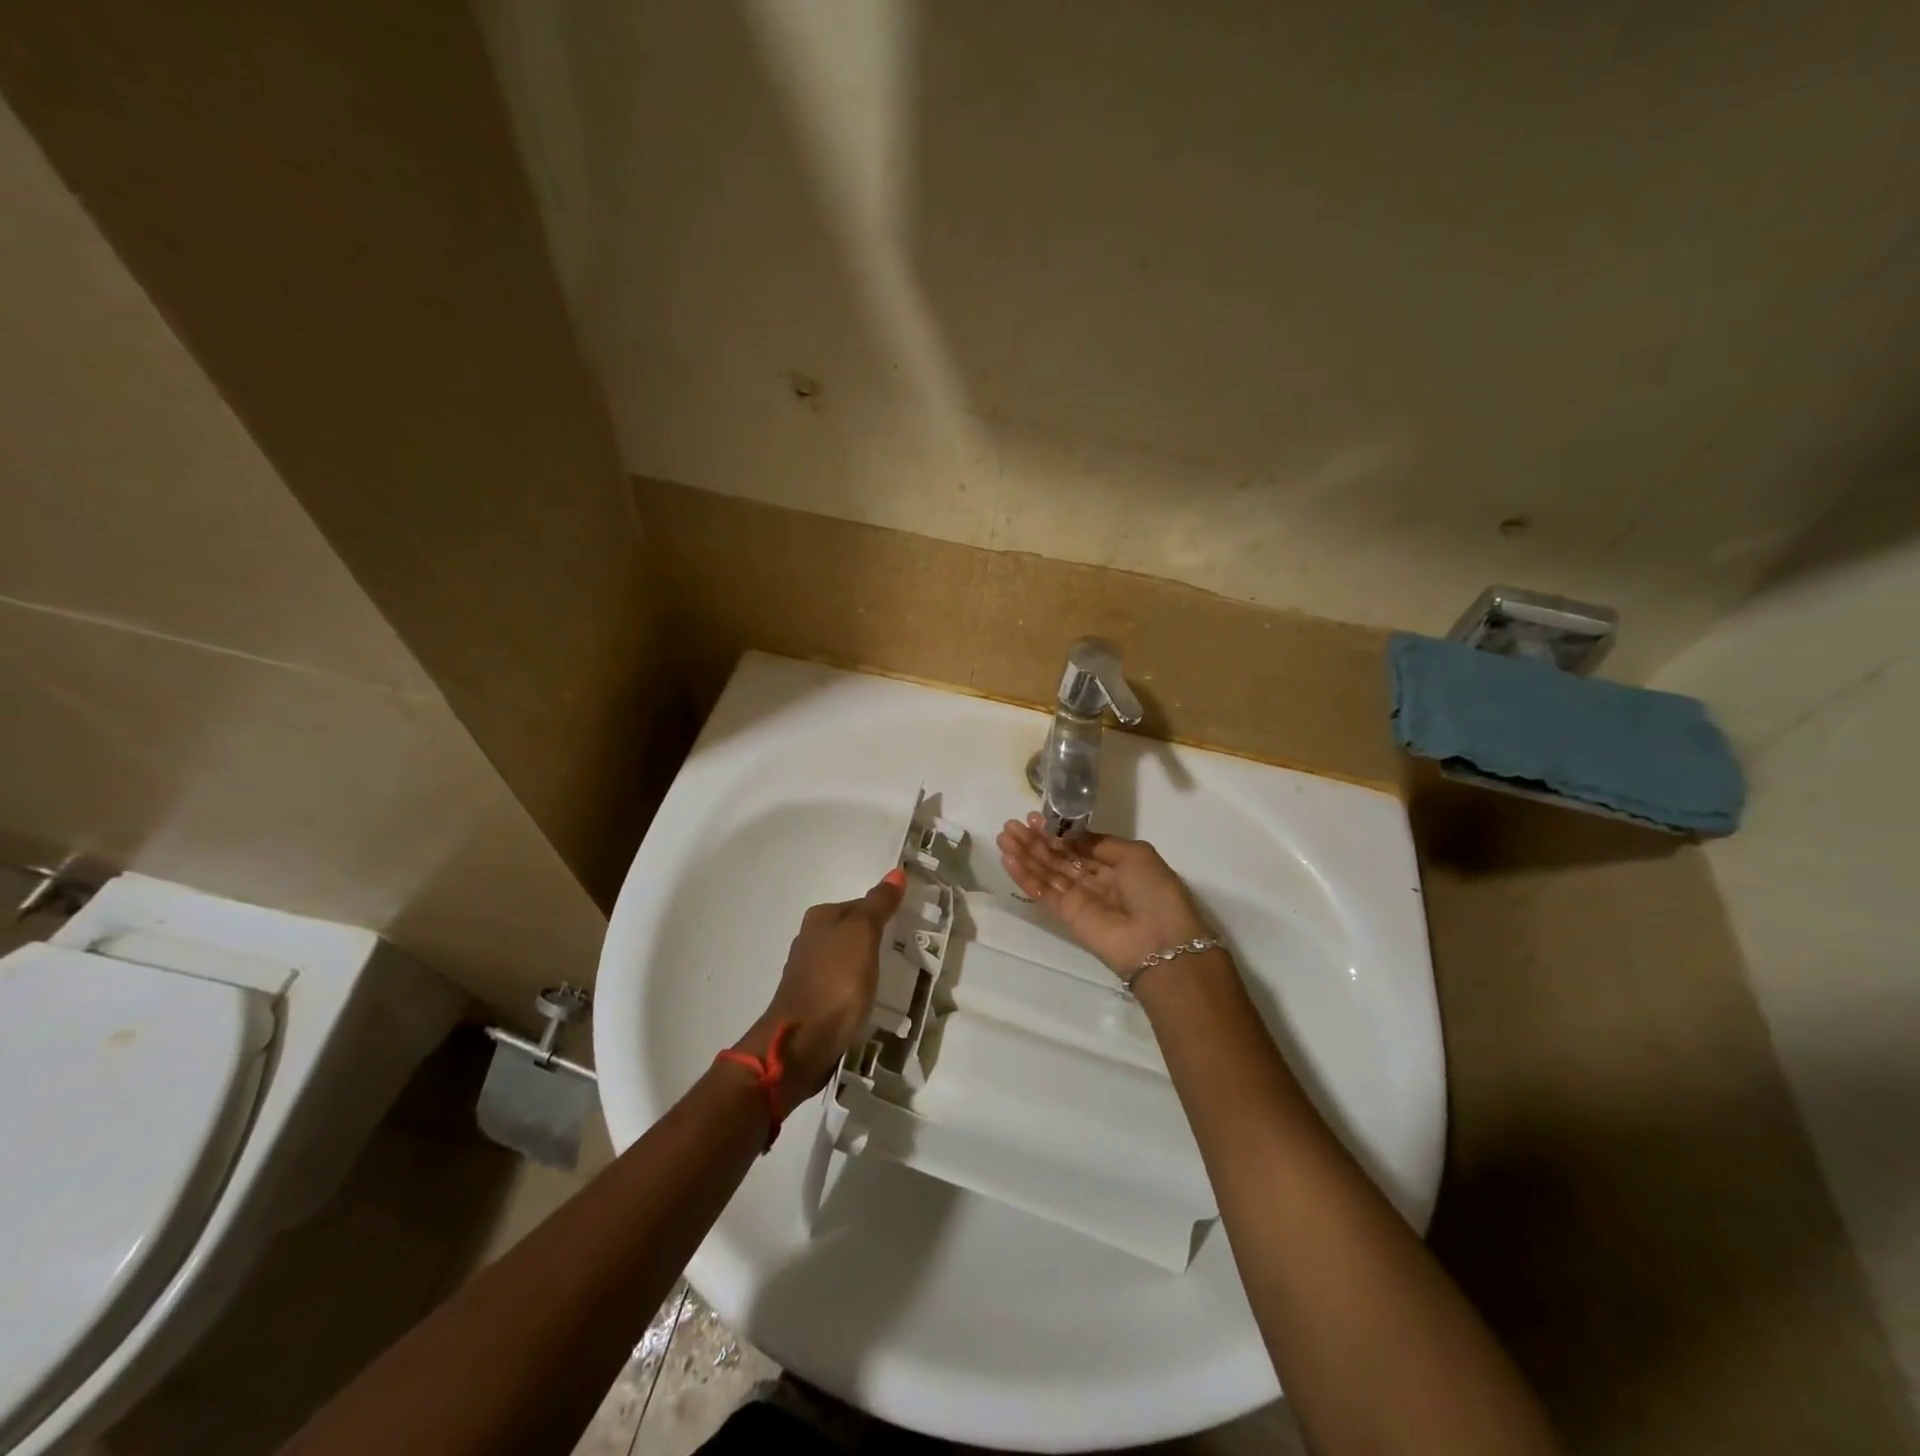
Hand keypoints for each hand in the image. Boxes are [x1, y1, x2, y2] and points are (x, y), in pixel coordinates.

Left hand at [735, 869, 906, 1099]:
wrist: (802, 1042)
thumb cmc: (836, 981)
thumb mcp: (863, 935)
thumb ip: (879, 905)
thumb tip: (896, 872)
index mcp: (820, 917)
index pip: (860, 904)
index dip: (883, 912)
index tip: (906, 927)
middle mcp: (809, 939)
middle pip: (850, 930)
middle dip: (873, 938)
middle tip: (902, 952)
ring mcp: (808, 972)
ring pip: (845, 958)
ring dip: (863, 964)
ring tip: (889, 977)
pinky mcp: (811, 1001)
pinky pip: (840, 984)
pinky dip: (854, 987)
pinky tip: (866, 998)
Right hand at [996, 815, 1211, 978]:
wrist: (1159, 941)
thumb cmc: (1154, 891)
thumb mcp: (1135, 854)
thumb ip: (1099, 843)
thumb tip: (1071, 836)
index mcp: (1114, 864)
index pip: (1077, 845)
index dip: (1056, 832)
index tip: (1034, 818)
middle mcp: (1094, 879)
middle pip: (1058, 857)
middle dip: (1034, 841)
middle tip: (1010, 825)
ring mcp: (1078, 898)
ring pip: (1046, 872)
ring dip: (1024, 855)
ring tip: (1003, 837)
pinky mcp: (1066, 916)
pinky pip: (1042, 893)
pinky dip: (1025, 877)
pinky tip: (1009, 860)